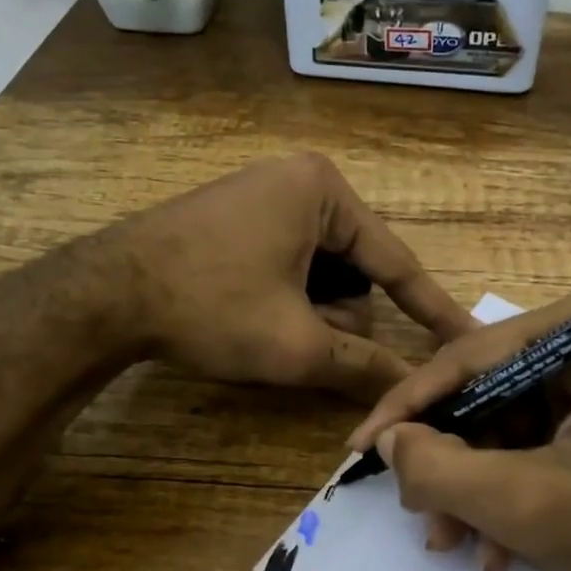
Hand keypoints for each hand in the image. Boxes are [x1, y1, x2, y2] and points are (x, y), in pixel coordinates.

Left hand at [84, 153, 474, 397]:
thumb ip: (363, 365)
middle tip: (297, 339)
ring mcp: (264, 195)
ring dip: (309, 311)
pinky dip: (285, 298)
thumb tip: (410, 389)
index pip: (396, 261)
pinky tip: (251, 315)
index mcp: (323, 191)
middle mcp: (299, 181)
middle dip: (337, 315)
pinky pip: (288, 262)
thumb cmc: (211, 307)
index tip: (466, 338)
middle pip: (353, 268)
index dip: (432, 310)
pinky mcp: (237, 217)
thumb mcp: (295, 344)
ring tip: (266, 328)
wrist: (104, 294)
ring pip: (319, 271)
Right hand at [348, 291, 570, 570]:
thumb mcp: (533, 505)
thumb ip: (443, 471)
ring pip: (512, 425)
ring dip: (479, 488)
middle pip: (491, 393)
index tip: (362, 449)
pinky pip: (544, 443)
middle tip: (419, 514)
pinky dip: (517, 491)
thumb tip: (391, 443)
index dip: (408, 408)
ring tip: (458, 544)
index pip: (472, 357)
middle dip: (451, 462)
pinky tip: (502, 547)